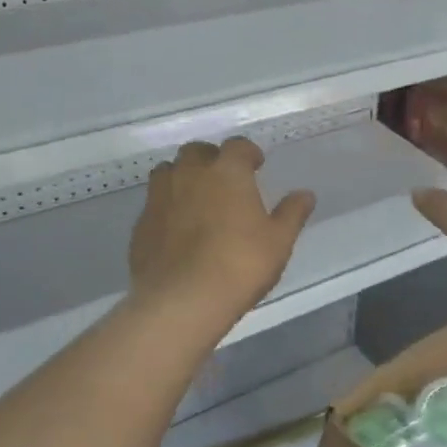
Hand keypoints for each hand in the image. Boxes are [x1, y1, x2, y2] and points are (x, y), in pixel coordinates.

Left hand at [128, 139, 315, 327]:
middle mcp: (189, 174)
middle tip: (224, 180)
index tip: (256, 165)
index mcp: (227, 172)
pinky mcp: (140, 223)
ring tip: (196, 198)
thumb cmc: (240, 265)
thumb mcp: (278, 242)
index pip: (237, 146)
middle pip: (197, 151)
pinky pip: (154, 203)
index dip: (247, 153)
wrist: (182, 300)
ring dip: (183, 177)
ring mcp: (159, 197)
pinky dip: (166, 206)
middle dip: (211, 159)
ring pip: (168, 171)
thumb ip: (291, 214)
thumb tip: (305, 194)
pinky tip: (176, 229)